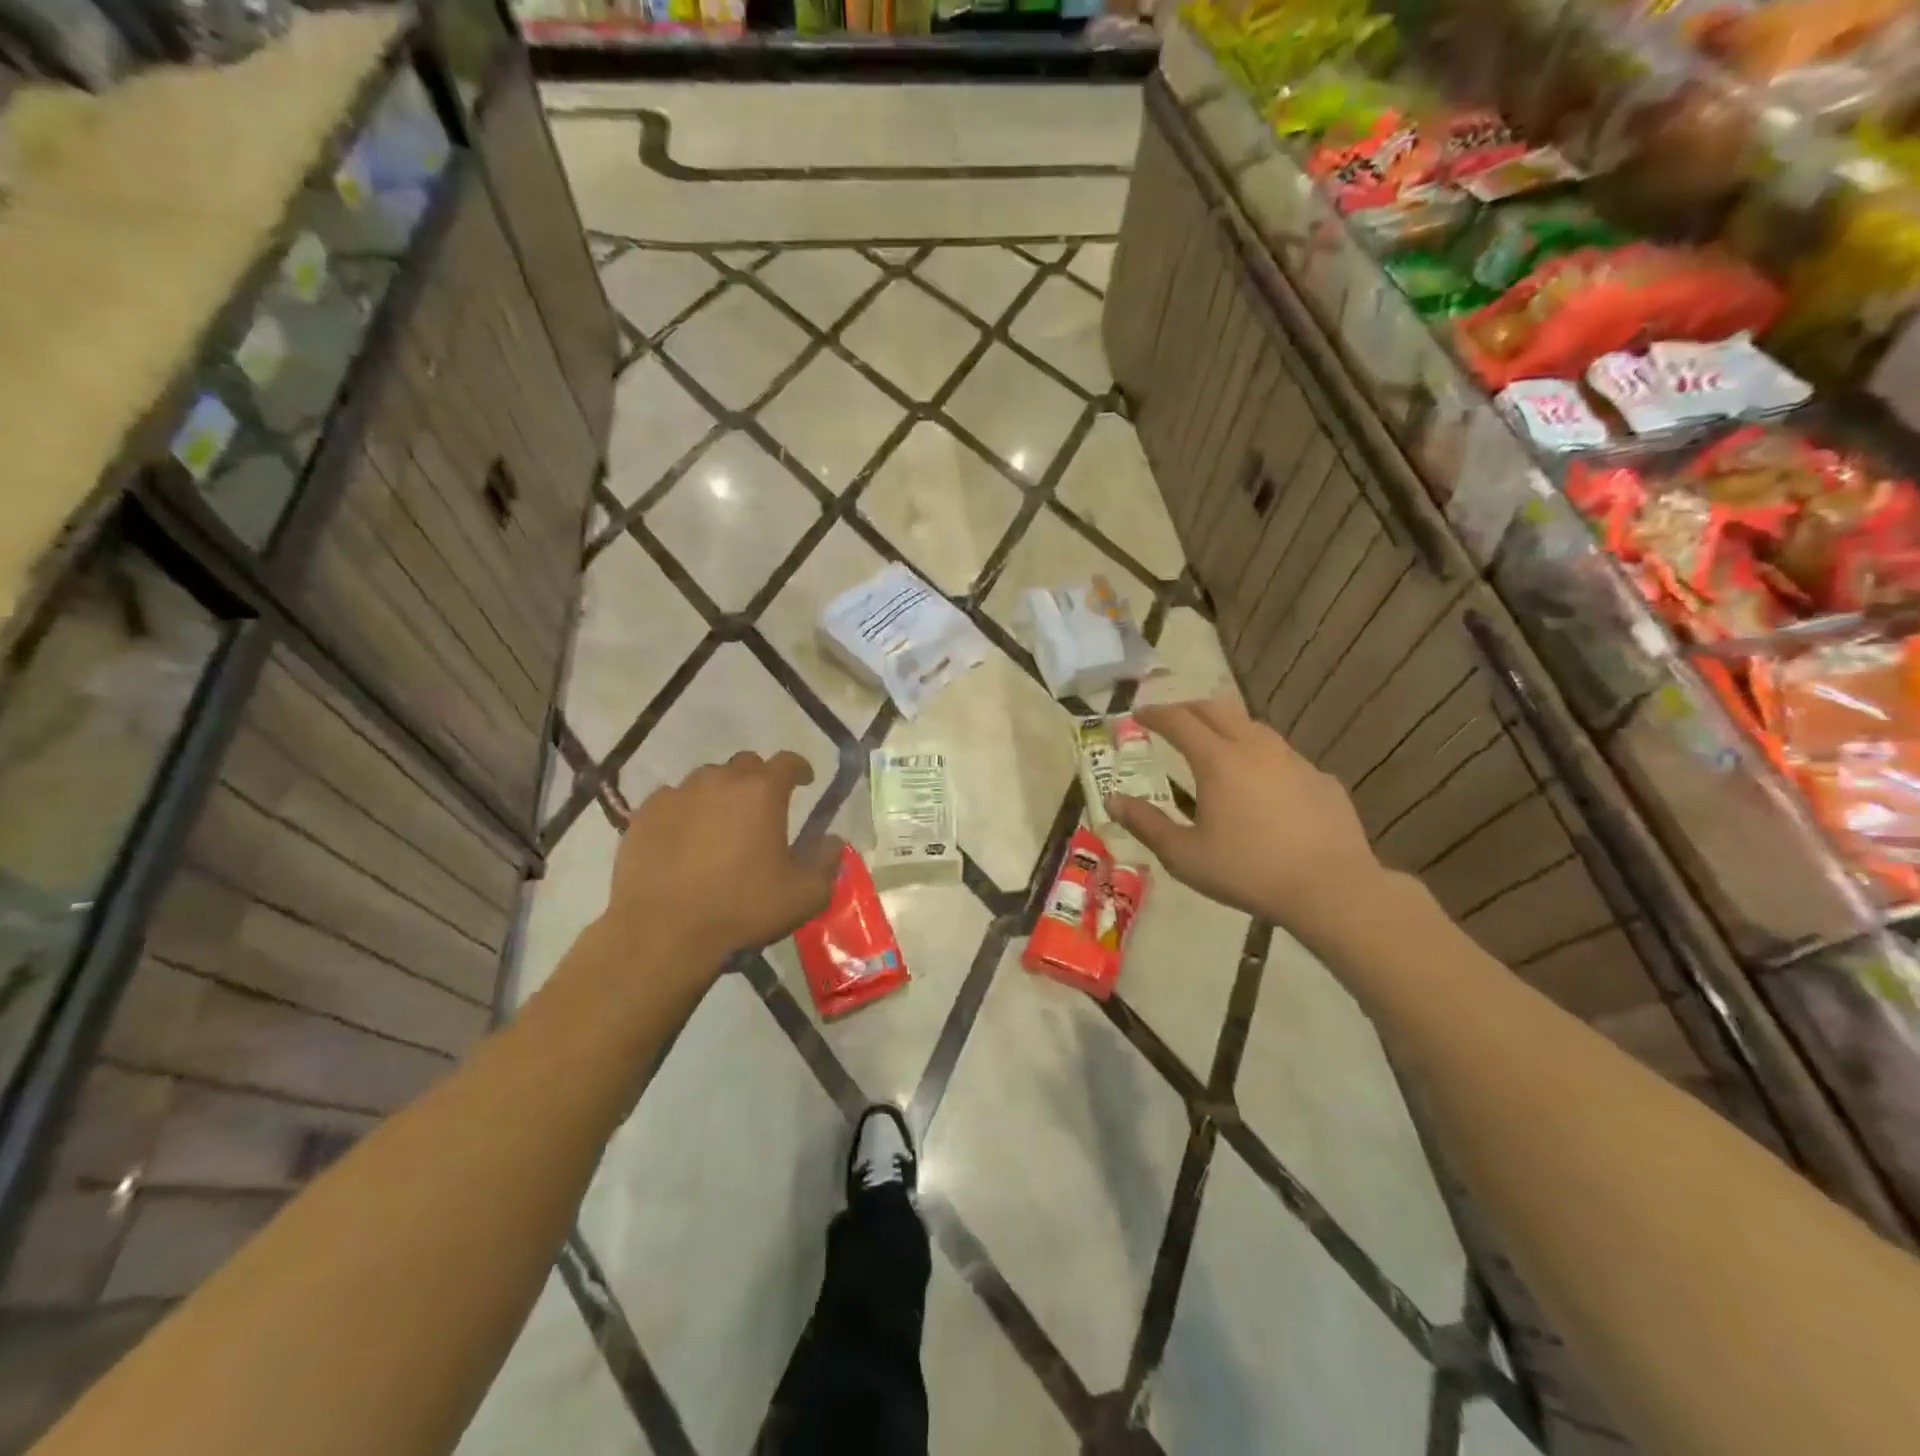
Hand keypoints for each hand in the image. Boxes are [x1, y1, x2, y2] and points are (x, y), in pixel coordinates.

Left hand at [605, 751, 842, 963]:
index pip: (787, 762)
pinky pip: (673, 800)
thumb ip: (826, 861)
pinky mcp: (644, 814)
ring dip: (721, 794)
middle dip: (759, 780)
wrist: (663, 932)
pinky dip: (686, 811)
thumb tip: (832, 840)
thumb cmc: (741, 908)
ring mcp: (677, 794)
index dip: (799, 769)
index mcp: (762, 791)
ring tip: (721, 824)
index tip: (805, 781)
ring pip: (706, 780)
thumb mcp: (804, 895)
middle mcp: (719, 780)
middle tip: (762, 809)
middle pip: (745, 765)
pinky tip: (685, 839)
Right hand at [1106, 698, 1385, 929]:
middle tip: (1171, 719)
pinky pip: (1283, 755)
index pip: (1179, 721)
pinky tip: (1261, 781)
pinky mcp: (1321, 778)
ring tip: (1214, 743)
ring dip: (1226, 726)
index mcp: (1218, 761)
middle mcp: (1255, 748)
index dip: (1154, 714)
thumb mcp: (1184, 855)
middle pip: (1217, 710)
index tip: (1138, 715)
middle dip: (1188, 708)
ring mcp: (1294, 760)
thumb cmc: (1248, 871)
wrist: (1331, 888)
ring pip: (1253, 727)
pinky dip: (1260, 756)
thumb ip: (1146, 824)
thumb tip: (1113, 800)